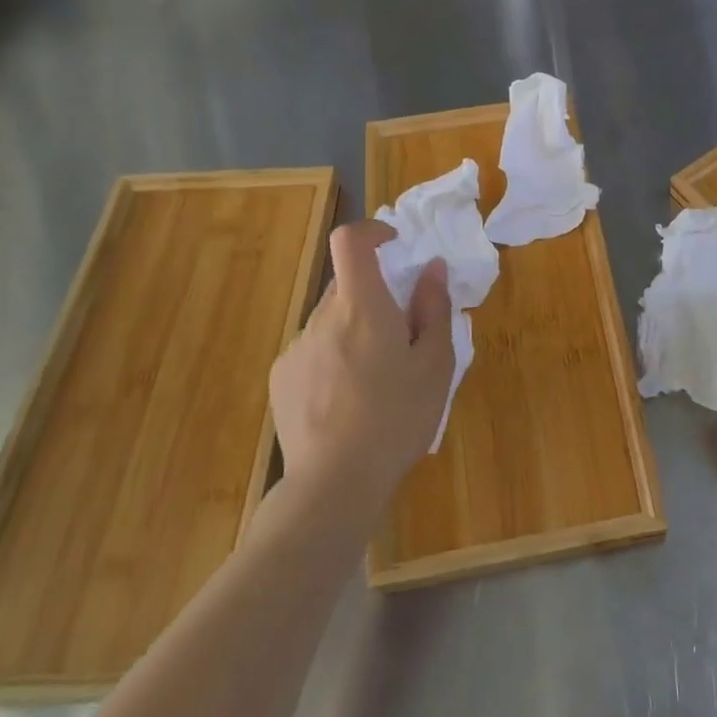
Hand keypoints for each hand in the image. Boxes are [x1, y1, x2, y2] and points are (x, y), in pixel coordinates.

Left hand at [269, 220, 454, 498]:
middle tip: (400, 336)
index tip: (394, 247)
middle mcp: (322, 317)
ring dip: (354, 332)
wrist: (333, 485)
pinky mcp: (281, 378)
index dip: (371, 231)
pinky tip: (346, 403)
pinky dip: (332, 359)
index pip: (350, 240)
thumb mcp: (435, 365)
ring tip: (374, 381)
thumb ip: (434, 308)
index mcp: (362, 306)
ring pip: (331, 321)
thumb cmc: (396, 418)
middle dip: (375, 296)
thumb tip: (432, 268)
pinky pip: (313, 351)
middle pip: (347, 285)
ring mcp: (296, 348)